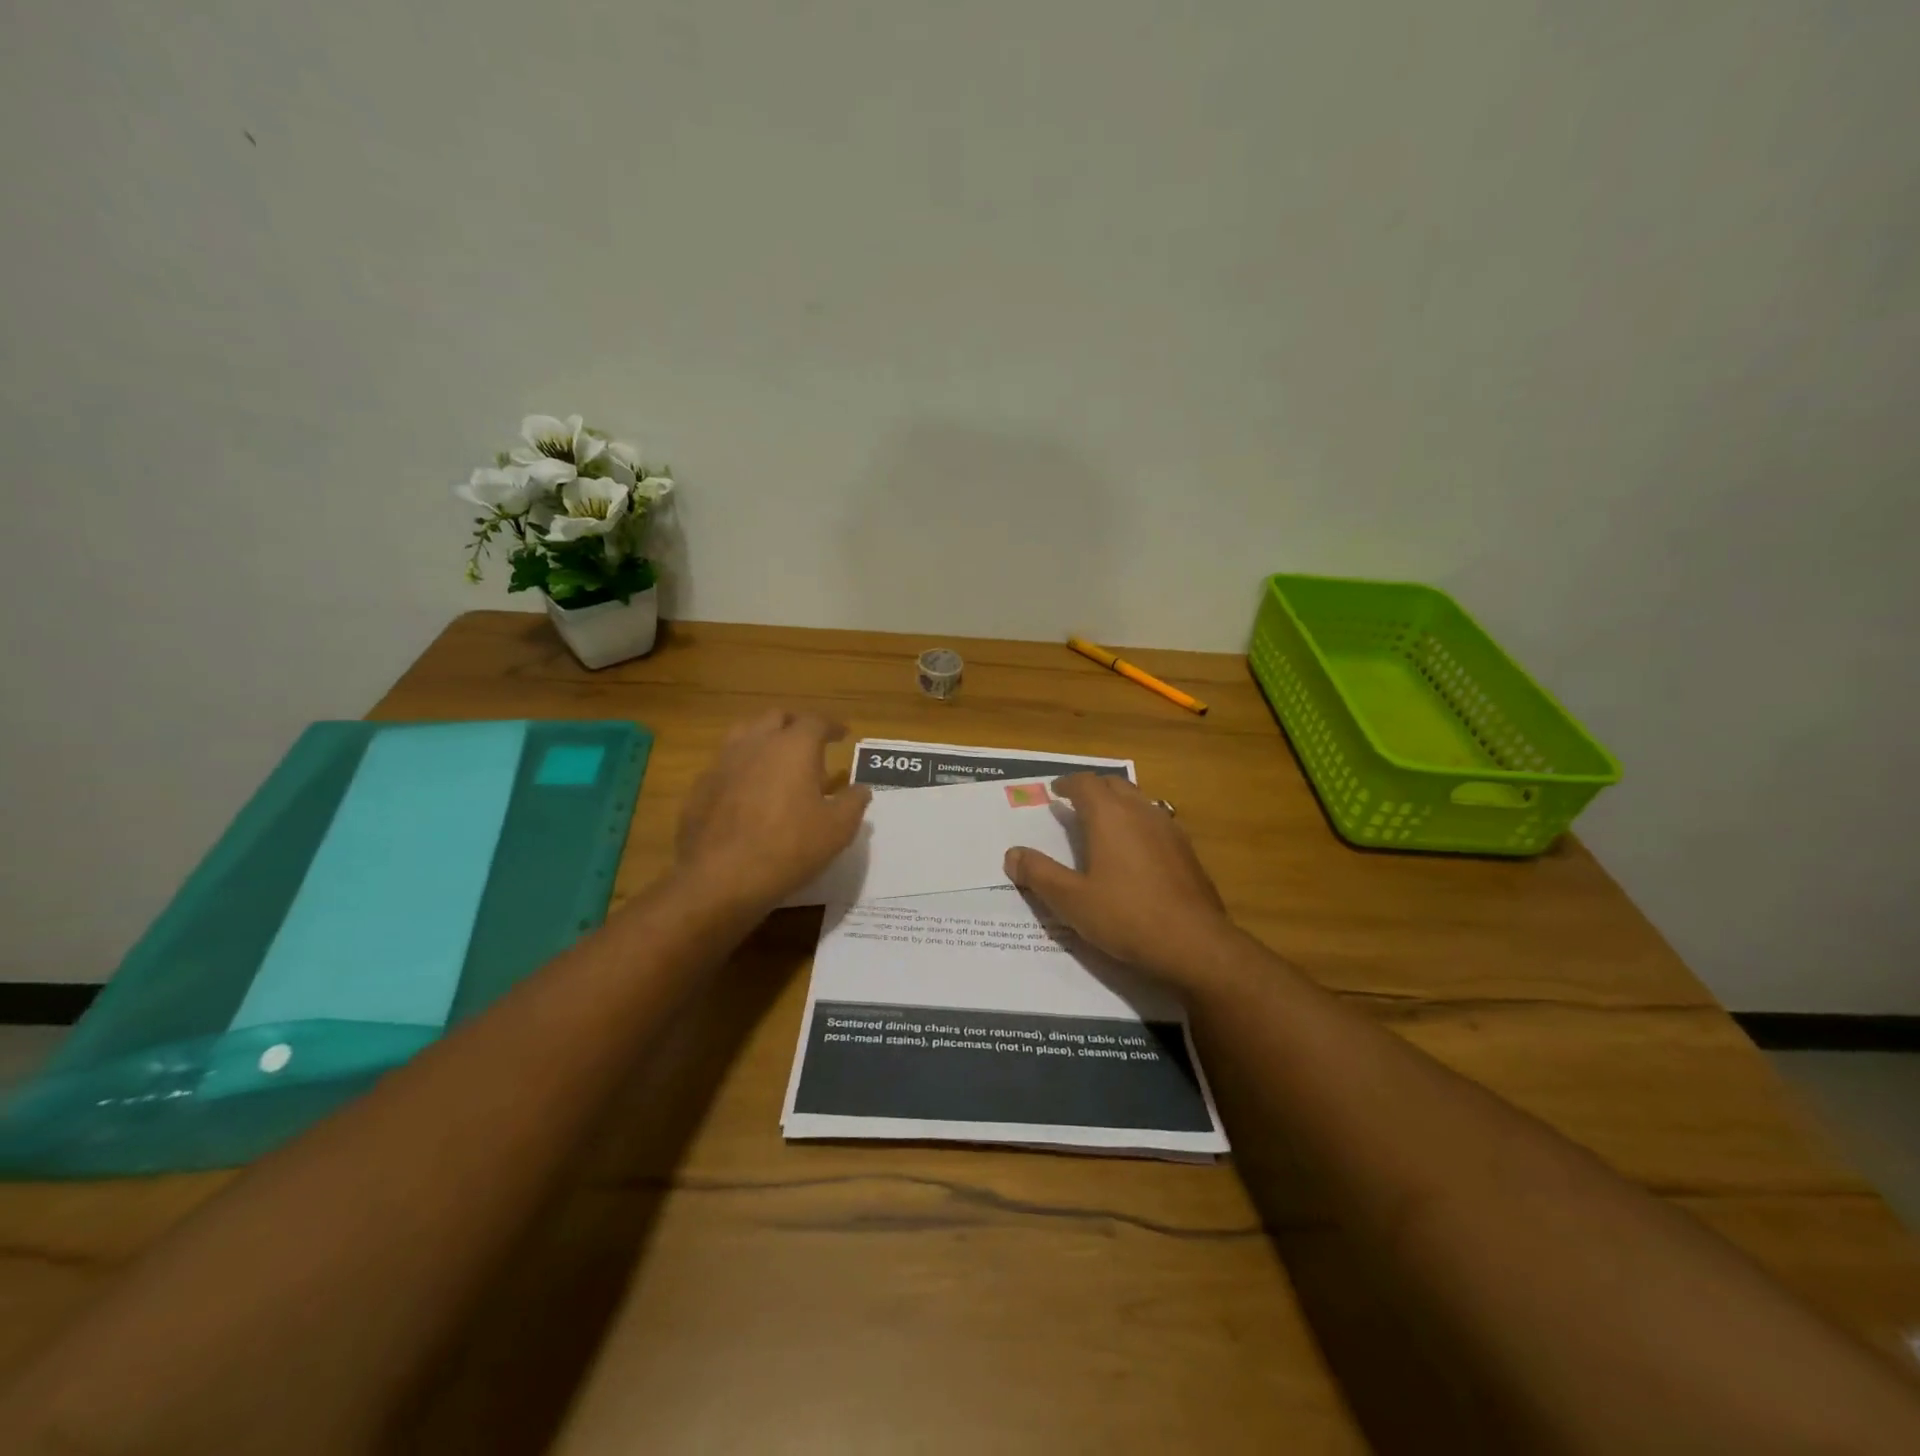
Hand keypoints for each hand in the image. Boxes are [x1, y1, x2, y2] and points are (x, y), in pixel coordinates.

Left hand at [676, 711, 871, 911]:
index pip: (816, 721)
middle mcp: (756, 743)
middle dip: (795, 725)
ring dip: (764, 739)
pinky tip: (748, 791)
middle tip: (810, 743)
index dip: (832, 726)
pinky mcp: (701, 787)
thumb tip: (861, 789)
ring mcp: (723, 762)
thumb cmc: (789, 848)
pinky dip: (742, 768)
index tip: (843, 734)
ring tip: (777, 760)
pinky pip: (725, 764)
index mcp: (793, 746)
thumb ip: (853, 803)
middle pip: (776, 718)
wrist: (720, 878)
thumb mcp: (837, 830)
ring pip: (744, 734)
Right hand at [1004, 773, 1237, 984]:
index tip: (1055, 792)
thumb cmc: (1126, 916)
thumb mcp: (1071, 900)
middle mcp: (1141, 811)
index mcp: (1109, 815)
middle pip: (1114, 785)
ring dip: (1118, 803)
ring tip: (1103, 823)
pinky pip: (1156, 821)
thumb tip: (1012, 854)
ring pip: (1139, 800)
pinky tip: (1135, 850)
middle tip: (1075, 803)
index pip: (1085, 783)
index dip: (1067, 784)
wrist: (1194, 943)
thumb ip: (1039, 873)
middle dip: (1093, 788)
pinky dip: (1138, 823)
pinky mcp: (1187, 851)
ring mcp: (1169, 829)